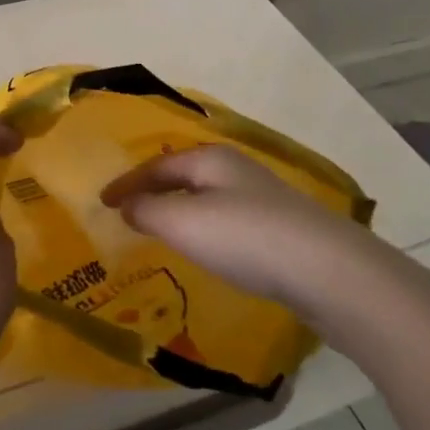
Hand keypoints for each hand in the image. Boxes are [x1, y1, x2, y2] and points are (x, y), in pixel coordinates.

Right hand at [100, 144, 377, 327]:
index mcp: (210, 159)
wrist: (328, 270)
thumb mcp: (184, 223)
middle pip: (184, 176)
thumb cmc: (245, 238)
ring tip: (163, 231)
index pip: (156, 166)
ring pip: (208, 198)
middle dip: (155, 191)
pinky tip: (209, 250)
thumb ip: (147, 211)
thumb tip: (128, 206)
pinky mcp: (281, 228)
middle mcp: (236, 170)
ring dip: (181, 211)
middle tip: (129, 211)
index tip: (101, 202)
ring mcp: (263, 197)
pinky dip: (205, 229)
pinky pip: (228, 220)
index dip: (126, 184)